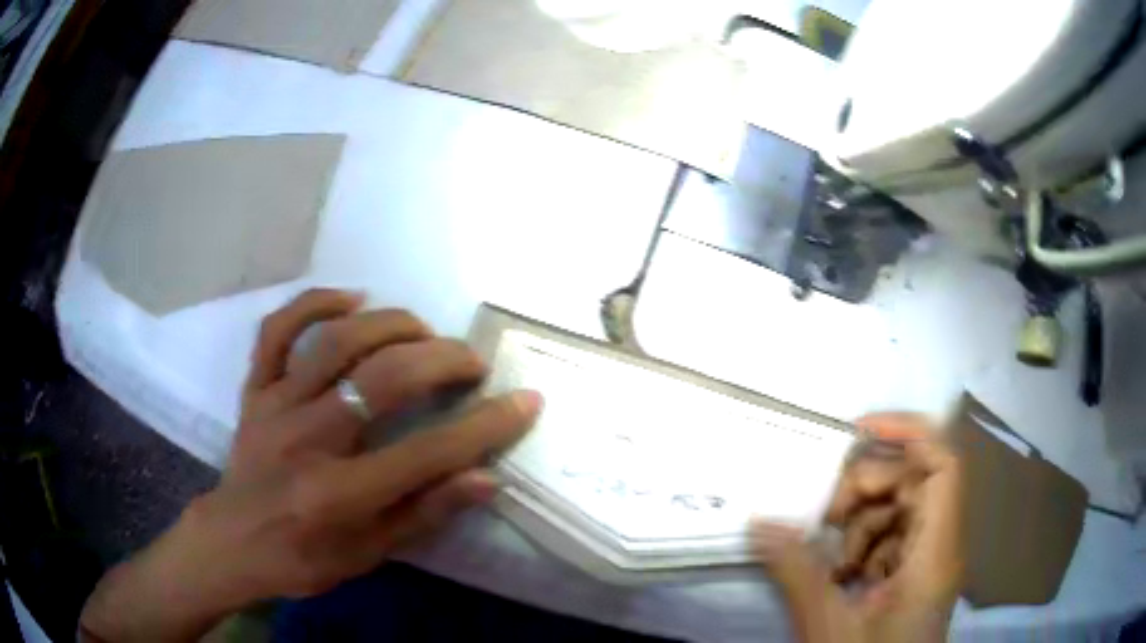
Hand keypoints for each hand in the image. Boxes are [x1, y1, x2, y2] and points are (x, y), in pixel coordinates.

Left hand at [80, 290, 540, 641]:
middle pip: (383, 380)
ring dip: (390, 325)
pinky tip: (351, 297)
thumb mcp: (370, 554)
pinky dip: (314, 303)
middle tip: (472, 361)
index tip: (526, 401)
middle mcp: (307, 440)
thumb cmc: (303, 558)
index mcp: (340, 494)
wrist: (232, 541)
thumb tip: (485, 478)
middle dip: (442, 361)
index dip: (486, 426)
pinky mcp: (255, 388)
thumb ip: (425, 514)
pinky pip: (278, 329)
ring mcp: (275, 405)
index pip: (428, 453)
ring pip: (335, 341)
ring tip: (423, 330)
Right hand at [752, 413, 963, 642]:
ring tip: (832, 562)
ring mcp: (928, 560)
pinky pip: (892, 538)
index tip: (857, 430)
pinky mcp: (914, 575)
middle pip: (913, 483)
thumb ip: (797, 572)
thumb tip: (760, 523)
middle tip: (824, 519)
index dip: (908, 433)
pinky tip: (842, 576)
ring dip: (860, 524)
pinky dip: (863, 545)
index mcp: (934, 554)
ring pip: (899, 510)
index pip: (943, 466)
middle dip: (866, 489)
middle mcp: (940, 546)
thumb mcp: (827, 626)